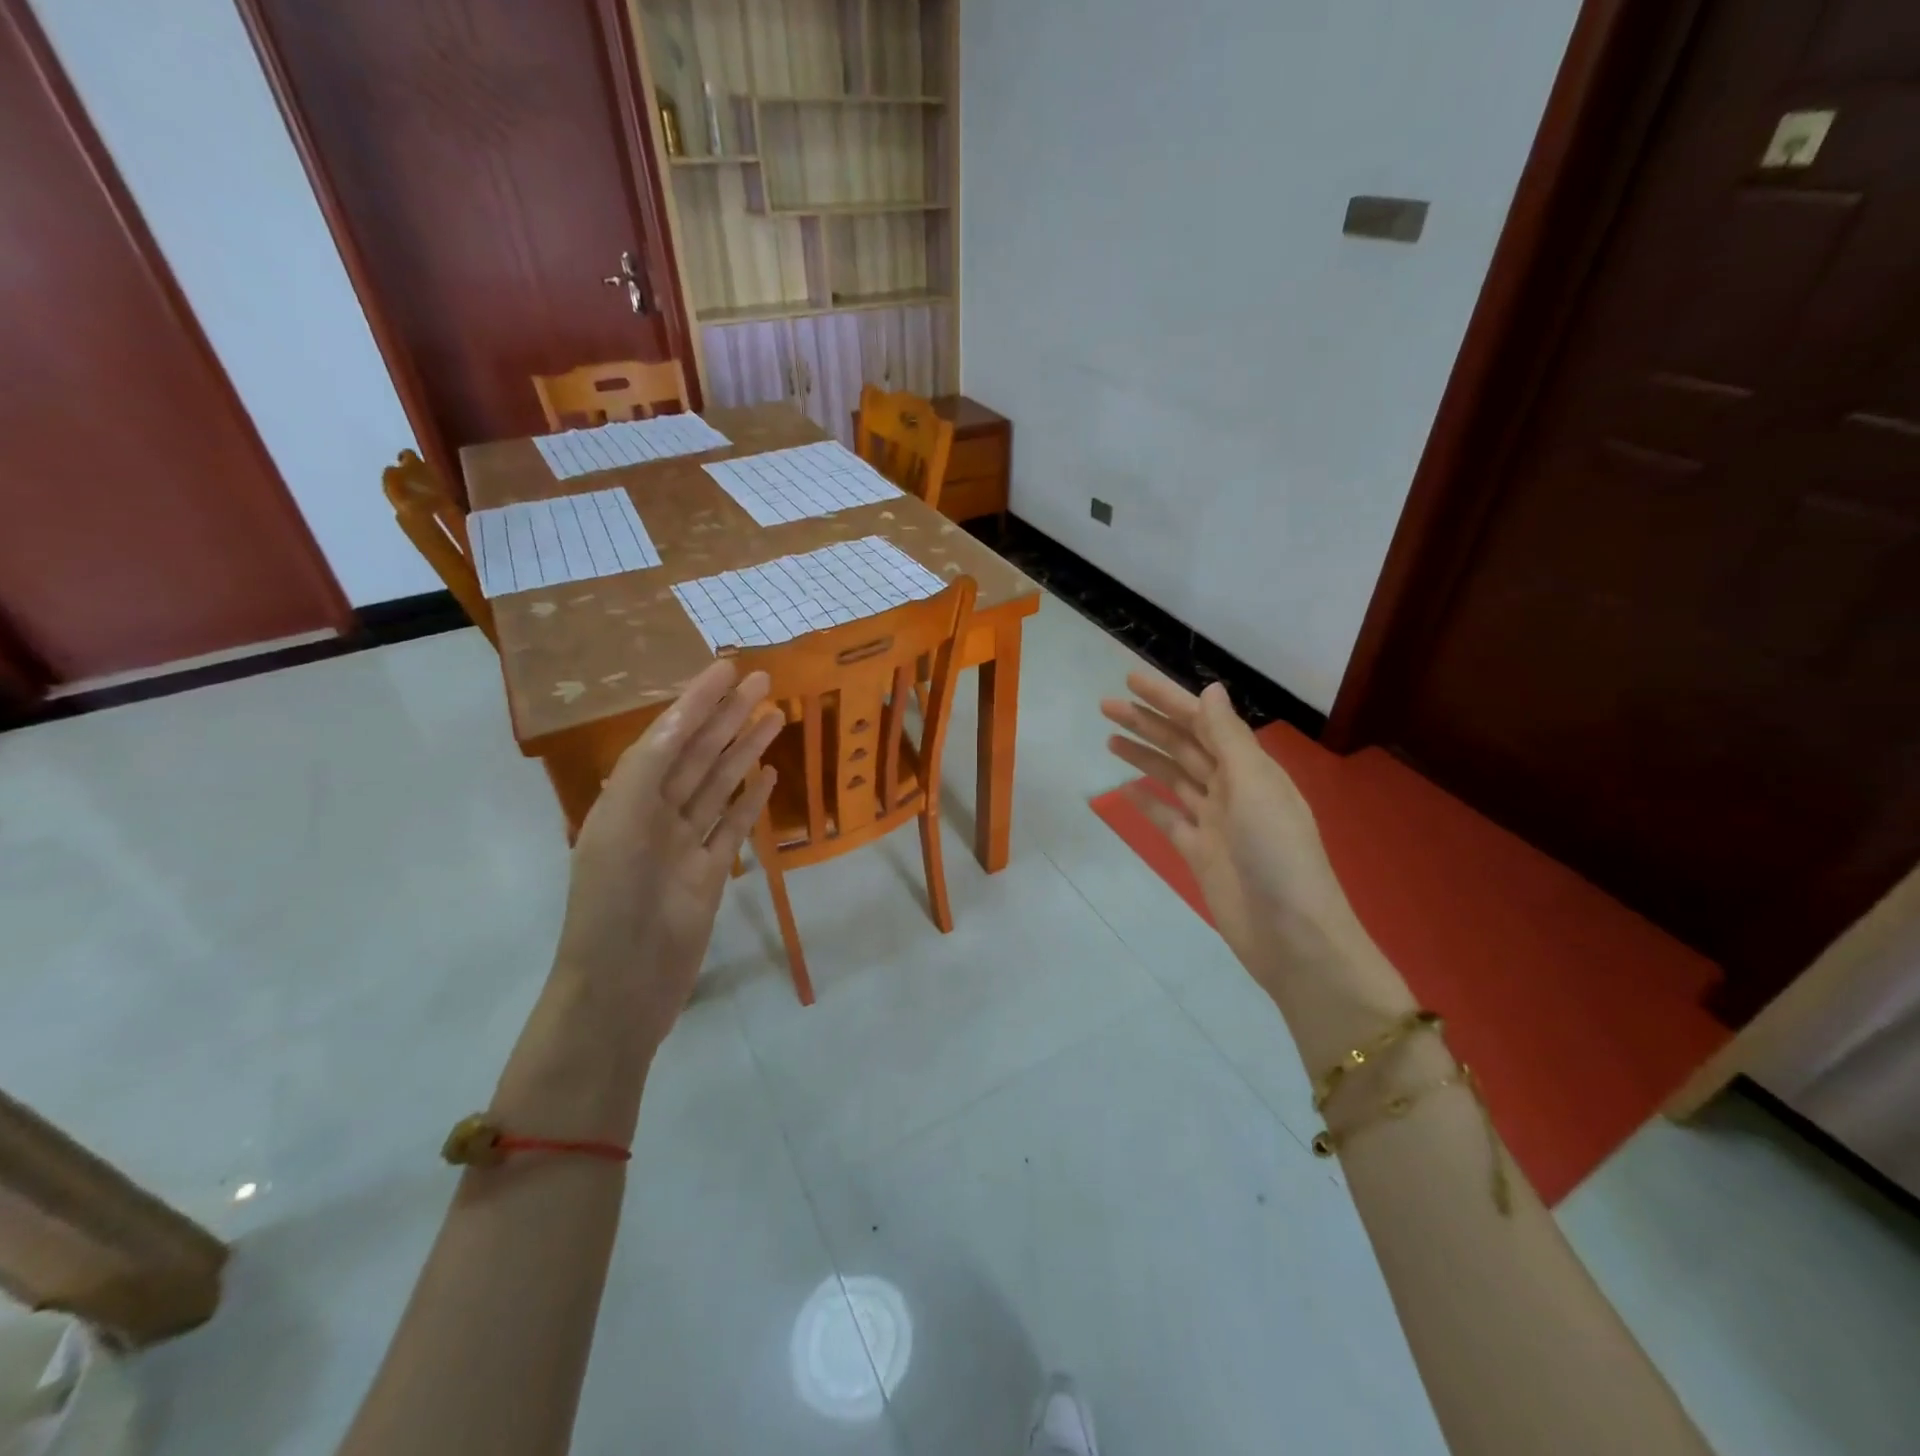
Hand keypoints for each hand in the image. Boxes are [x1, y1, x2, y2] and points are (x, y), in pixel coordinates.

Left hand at [553, 660, 781, 1054]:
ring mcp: (685, 844)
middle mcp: (655, 812)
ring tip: (776, 716)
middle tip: (765, 681)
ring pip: (720, 784)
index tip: (728, 668)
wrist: (620, 987)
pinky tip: (768, 774)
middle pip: (699, 753)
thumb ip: (649, 768)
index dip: (697, 700)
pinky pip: (733, 826)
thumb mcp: (619, 825)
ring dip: (745, 749)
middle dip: (729, 715)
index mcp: (627, 797)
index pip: (669, 734)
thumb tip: (682, 719)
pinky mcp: (709, 873)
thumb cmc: (612, 904)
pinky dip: (750, 799)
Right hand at [1100, 672, 1358, 989]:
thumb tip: (1210, 689)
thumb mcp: (1254, 786)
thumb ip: (1229, 738)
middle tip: (1106, 705)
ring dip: (1144, 756)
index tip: (1131, 680)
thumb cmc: (1277, 854)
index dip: (1168, 698)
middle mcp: (1232, 788)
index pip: (1203, 721)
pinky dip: (1148, 801)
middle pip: (1183, 746)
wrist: (1291, 935)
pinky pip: (1169, 818)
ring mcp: (1215, 822)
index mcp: (1250, 768)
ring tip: (1109, 737)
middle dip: (1147, 723)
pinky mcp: (1199, 852)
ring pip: (1173, 777)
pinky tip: (1125, 788)